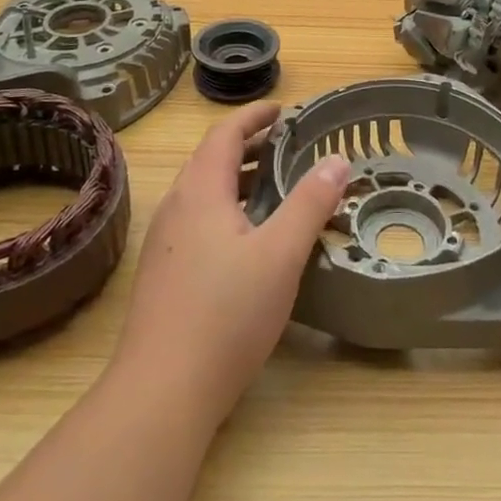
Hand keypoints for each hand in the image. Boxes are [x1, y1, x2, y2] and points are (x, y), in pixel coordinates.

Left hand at [112, 102, 348, 426]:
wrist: (162, 391)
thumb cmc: (226, 313)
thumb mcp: (281, 254)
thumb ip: (310, 203)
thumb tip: (338, 159)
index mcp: (200, 191)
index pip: (224, 134)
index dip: (253, 116)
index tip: (282, 109)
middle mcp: (176, 207)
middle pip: (210, 159)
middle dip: (248, 145)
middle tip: (286, 144)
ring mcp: (164, 242)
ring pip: (202, 192)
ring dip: (236, 178)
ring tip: (272, 185)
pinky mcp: (162, 273)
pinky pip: (196, 219)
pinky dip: (225, 206)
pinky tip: (246, 237)